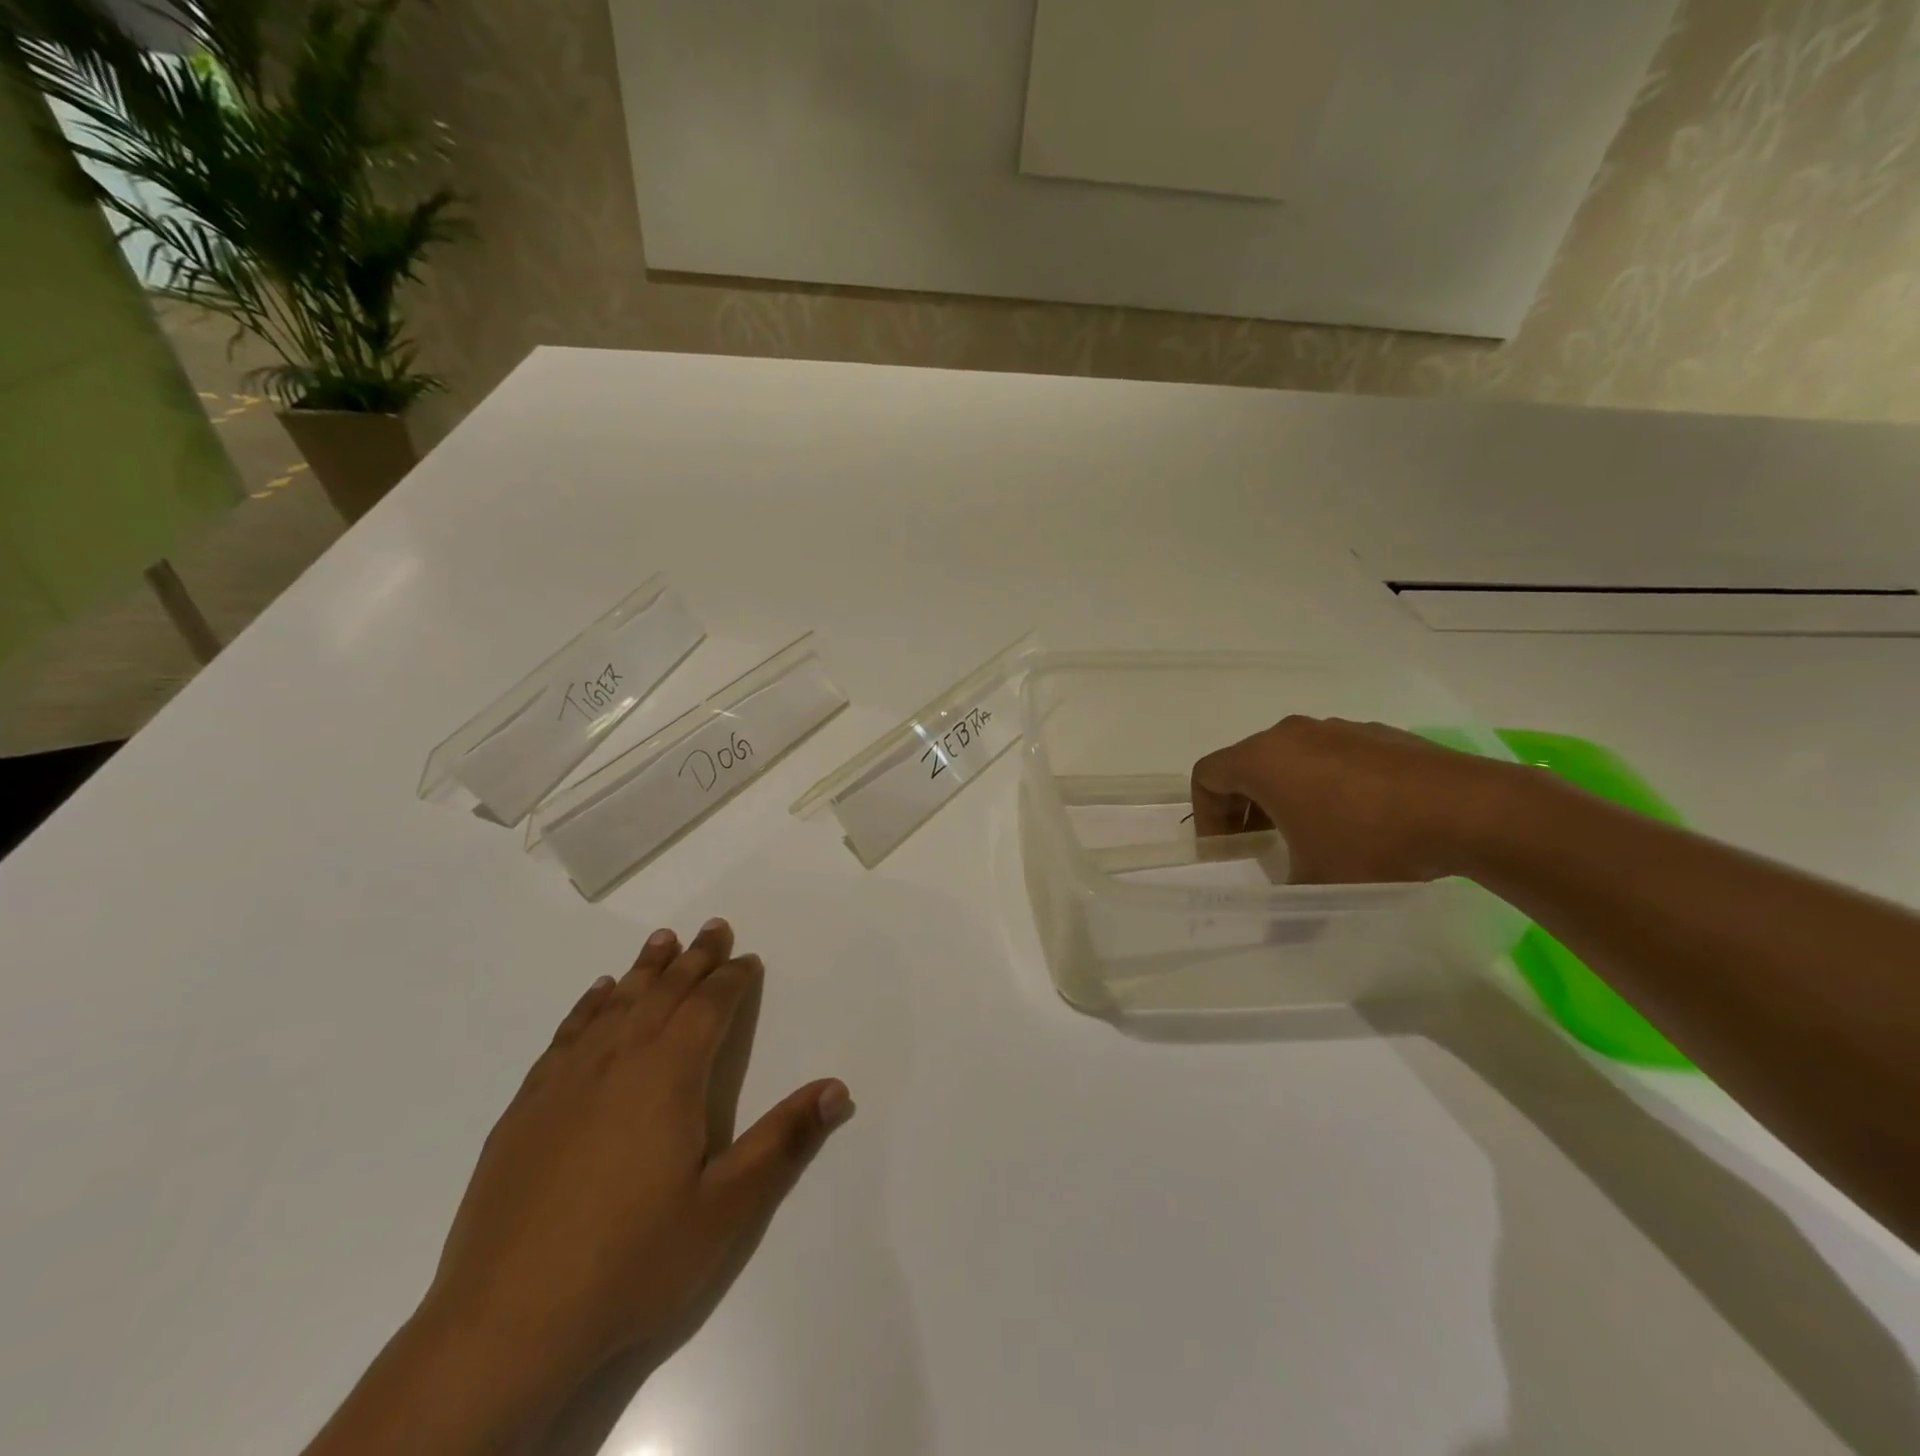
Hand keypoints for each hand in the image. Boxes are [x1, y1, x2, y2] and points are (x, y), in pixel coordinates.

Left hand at [419, 918, 852, 1418]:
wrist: (503, 1325)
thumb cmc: (631, 1262)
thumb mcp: (725, 1210)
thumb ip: (783, 1142)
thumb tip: (837, 1088)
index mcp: (669, 1075)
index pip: (709, 1007)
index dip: (732, 979)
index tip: (747, 960)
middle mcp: (618, 1060)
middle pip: (664, 991)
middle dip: (694, 958)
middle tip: (714, 927)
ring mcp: (565, 1080)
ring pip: (615, 1003)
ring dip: (644, 968)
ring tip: (663, 940)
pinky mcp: (526, 1107)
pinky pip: (567, 1034)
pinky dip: (589, 1005)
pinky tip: (597, 995)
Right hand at [1190, 716, 1513, 883]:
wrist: (1467, 810)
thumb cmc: (1370, 842)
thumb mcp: (1317, 882)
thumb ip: (1284, 905)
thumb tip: (1278, 930)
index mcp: (1263, 760)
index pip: (1207, 775)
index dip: (1205, 815)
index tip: (1227, 849)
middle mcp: (1291, 735)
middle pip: (1245, 763)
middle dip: (1242, 805)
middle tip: (1257, 844)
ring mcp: (1336, 728)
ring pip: (1289, 757)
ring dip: (1284, 792)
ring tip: (1308, 832)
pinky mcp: (1375, 734)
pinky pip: (1330, 755)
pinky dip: (1324, 782)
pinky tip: (1356, 819)